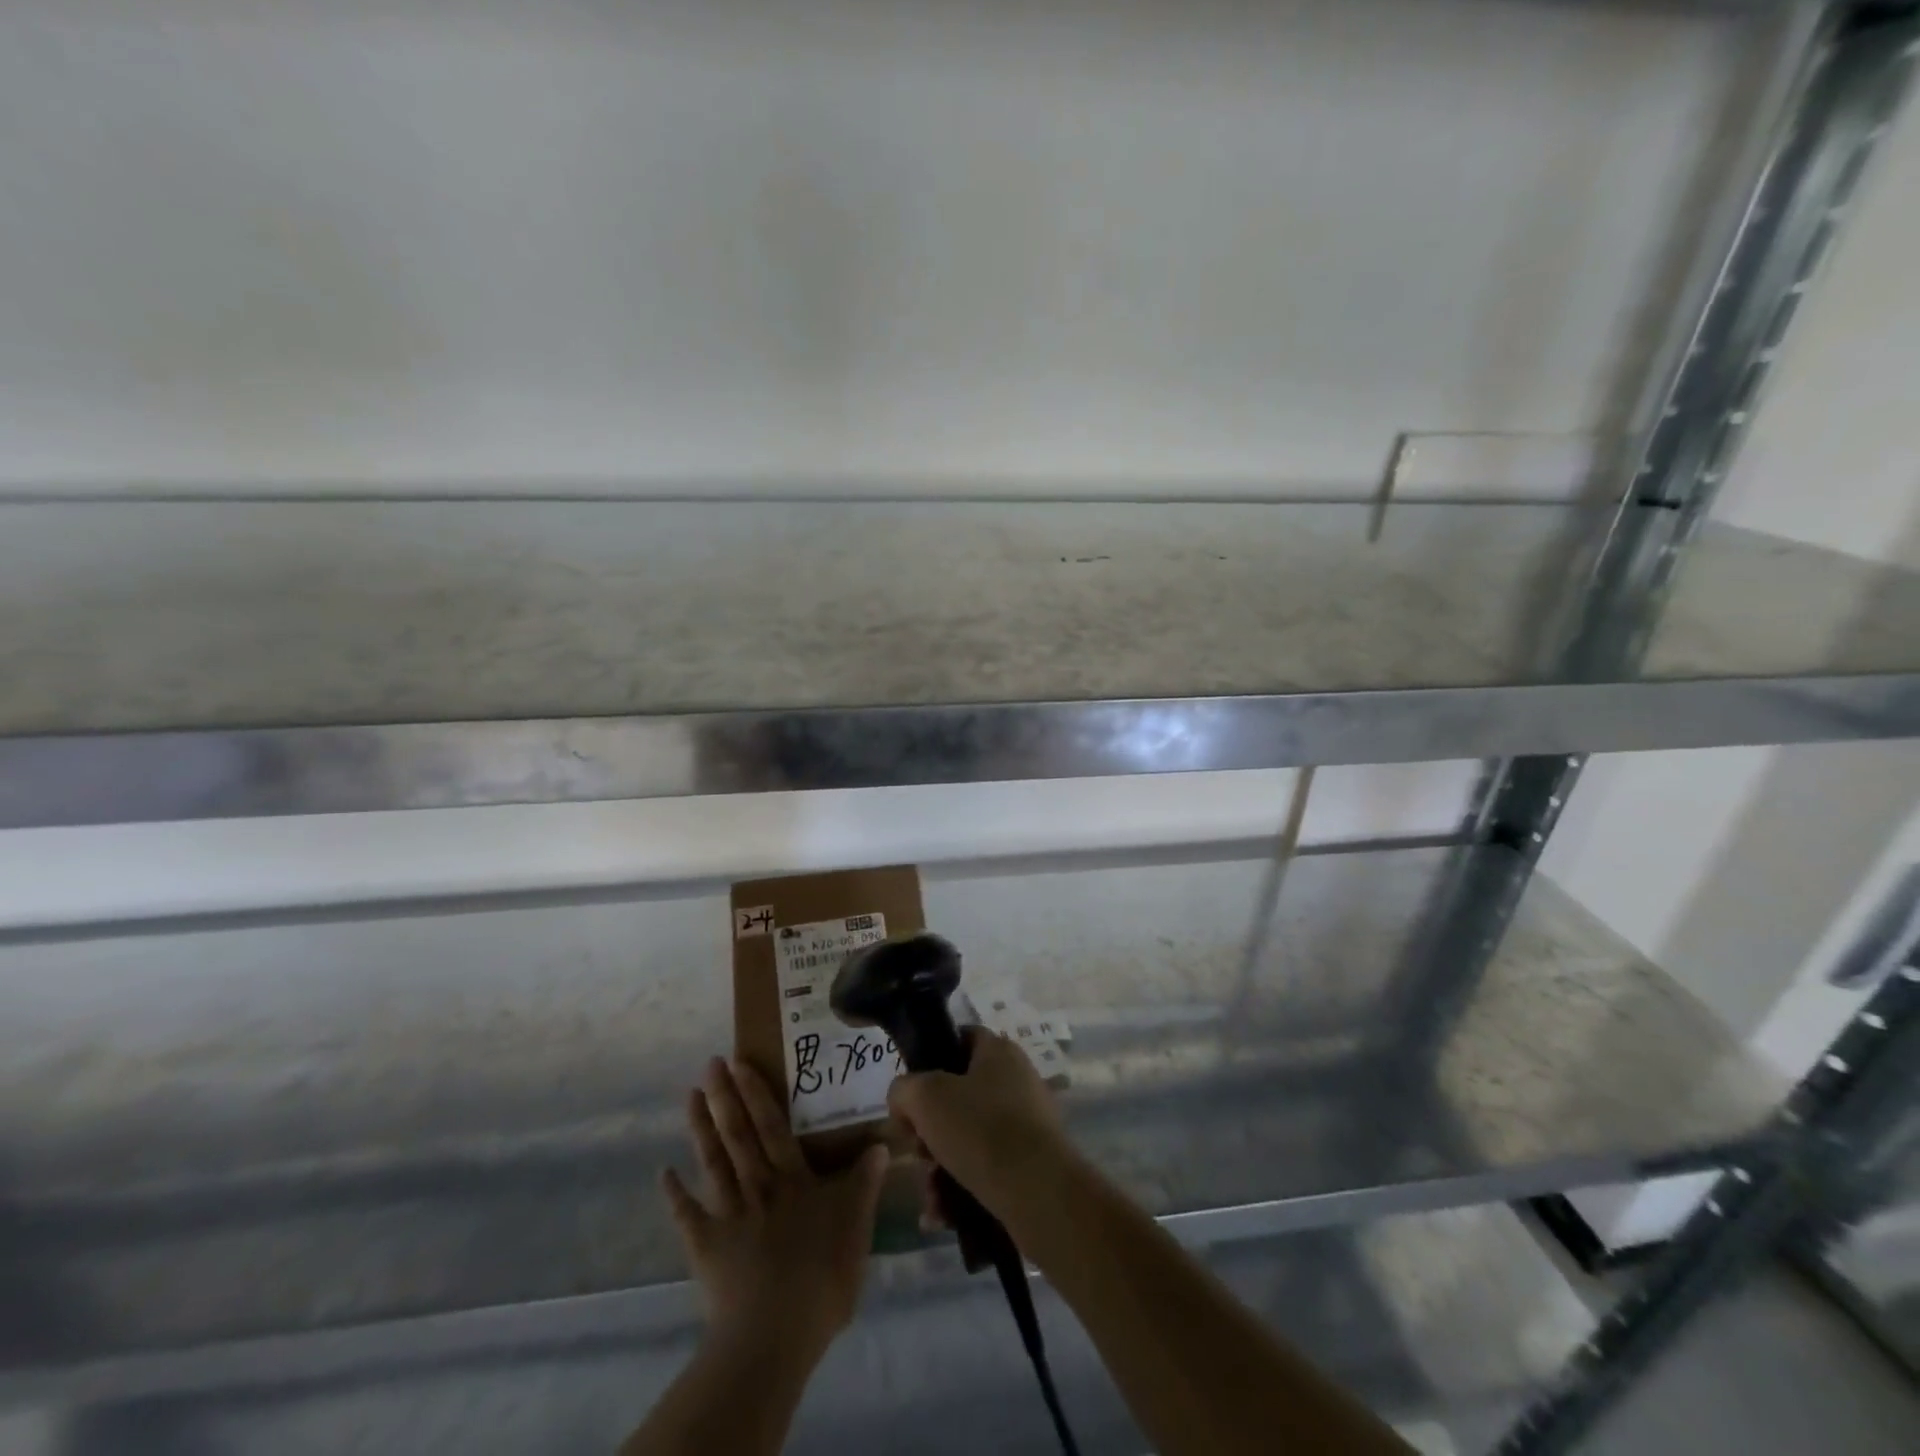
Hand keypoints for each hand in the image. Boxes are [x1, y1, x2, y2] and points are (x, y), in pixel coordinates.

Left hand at [663, 1057, 888, 1361]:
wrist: (774, 1332)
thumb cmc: (822, 1276)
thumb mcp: (857, 1227)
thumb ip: (864, 1184)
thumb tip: (880, 1144)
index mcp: (794, 1180)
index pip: (773, 1127)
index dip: (757, 1093)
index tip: (740, 1063)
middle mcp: (759, 1186)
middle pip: (739, 1134)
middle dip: (726, 1096)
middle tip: (712, 1063)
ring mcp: (729, 1214)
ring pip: (713, 1162)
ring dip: (701, 1128)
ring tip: (691, 1095)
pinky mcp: (706, 1245)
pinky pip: (688, 1215)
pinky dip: (674, 1194)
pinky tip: (663, 1173)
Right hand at [887, 1028, 1074, 1228]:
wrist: (1040, 1194)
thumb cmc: (981, 1130)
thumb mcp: (925, 1098)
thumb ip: (904, 1089)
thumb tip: (905, 1101)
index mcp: (998, 1051)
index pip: (959, 1039)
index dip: (929, 1061)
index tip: (911, 1096)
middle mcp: (1016, 1080)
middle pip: (957, 1096)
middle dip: (929, 1129)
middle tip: (918, 1151)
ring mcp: (1026, 1122)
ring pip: (967, 1138)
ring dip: (939, 1167)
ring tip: (931, 1196)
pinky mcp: (1031, 1163)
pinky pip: (985, 1168)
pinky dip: (960, 1188)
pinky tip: (942, 1214)